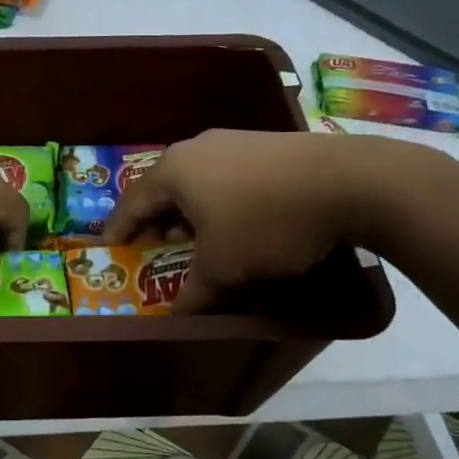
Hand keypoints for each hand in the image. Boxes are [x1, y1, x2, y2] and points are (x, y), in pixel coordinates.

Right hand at [106, 129, 419, 312]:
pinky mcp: (265, 145)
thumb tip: (175, 316)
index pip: (131, 202)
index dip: (118, 229)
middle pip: (163, 188)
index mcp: (174, 171)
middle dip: (156, 221)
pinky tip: (236, 222)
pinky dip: (218, 201)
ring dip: (189, 212)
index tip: (110, 249)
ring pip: (196, 181)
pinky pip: (225, 176)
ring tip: (196, 239)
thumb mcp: (223, 268)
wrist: (348, 182)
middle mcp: (196, 148)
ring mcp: (233, 141)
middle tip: (153, 248)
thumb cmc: (266, 223)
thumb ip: (193, 293)